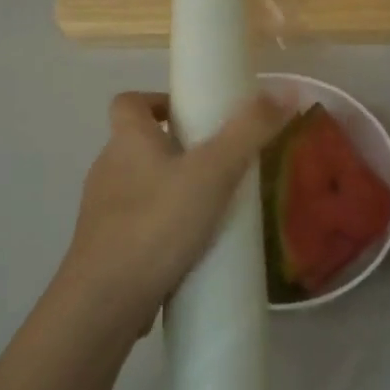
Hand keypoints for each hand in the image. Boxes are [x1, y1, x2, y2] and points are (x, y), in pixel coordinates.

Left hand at [57, 91, 286, 341]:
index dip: (157, 101)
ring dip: (170, 191)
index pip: (129, 102)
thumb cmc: (157, 223)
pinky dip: (161, 229)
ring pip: (139, 187)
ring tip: (212, 210)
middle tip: (219, 166)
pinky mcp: (105, 249)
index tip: (191, 116)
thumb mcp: (212, 172)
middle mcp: (107, 168)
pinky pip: (137, 226)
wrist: (105, 300)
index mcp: (127, 141)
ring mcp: (101, 211)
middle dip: (176, 150)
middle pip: (138, 145)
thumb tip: (287, 89)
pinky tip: (190, 250)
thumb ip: (249, 131)